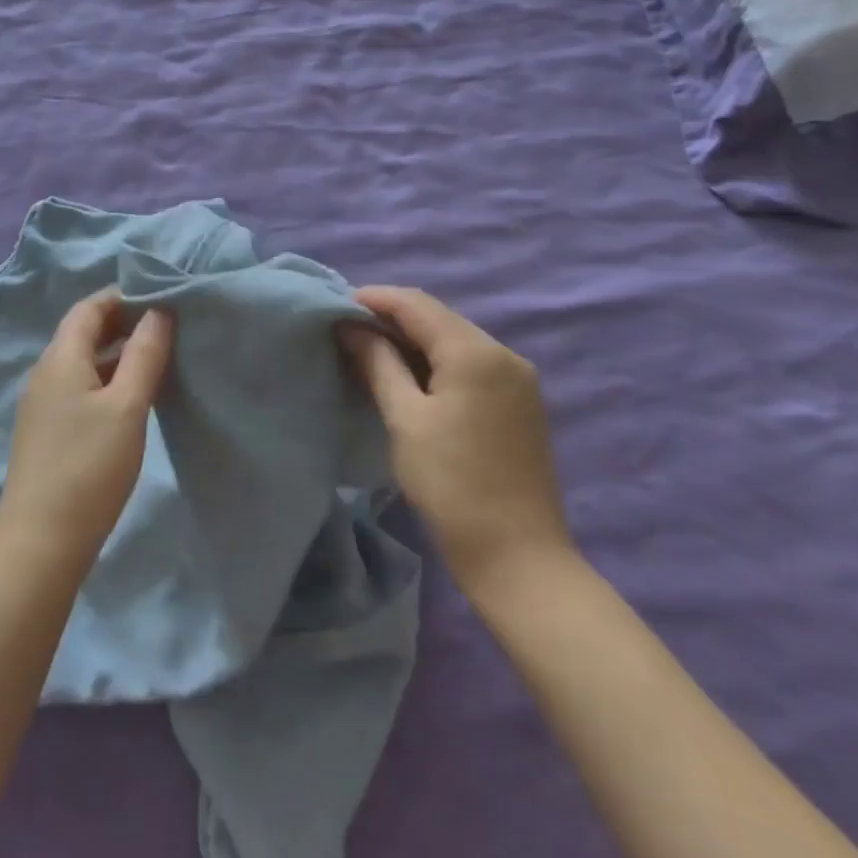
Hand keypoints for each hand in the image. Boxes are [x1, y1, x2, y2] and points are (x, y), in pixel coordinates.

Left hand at [0, 291, 173, 570]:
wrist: (41, 542)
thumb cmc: (89, 467)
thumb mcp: (127, 406)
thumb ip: (144, 354)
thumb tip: (158, 311)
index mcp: (60, 358)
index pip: (89, 308)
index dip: (123, 295)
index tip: (161, 296)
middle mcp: (46, 372)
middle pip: (84, 332)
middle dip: (123, 322)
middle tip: (166, 324)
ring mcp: (43, 403)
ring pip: (83, 361)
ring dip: (117, 353)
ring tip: (158, 356)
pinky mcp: (48, 430)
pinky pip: (80, 387)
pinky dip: (107, 379)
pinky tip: (133, 396)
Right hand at [342, 286, 573, 594]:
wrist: (519, 558)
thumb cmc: (452, 485)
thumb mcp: (405, 419)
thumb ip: (377, 363)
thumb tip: (350, 326)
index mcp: (475, 351)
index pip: (416, 303)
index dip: (374, 299)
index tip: (335, 307)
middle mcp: (503, 353)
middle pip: (438, 318)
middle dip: (392, 318)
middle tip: (348, 330)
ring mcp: (518, 378)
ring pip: (455, 340)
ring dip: (414, 340)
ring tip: (371, 352)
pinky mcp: (521, 402)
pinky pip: (471, 363)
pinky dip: (437, 361)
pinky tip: (411, 377)